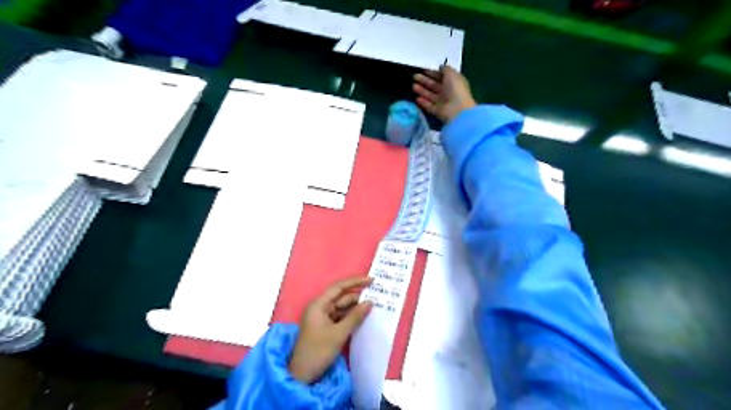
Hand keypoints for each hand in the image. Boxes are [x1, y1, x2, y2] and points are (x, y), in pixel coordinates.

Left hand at [290, 276, 372, 384]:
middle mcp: (319, 307)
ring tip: (373, 307)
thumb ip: (355, 317)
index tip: (371, 281)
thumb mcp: (339, 334)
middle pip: (341, 297)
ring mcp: (322, 317)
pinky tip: (363, 317)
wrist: (302, 375)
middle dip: (358, 297)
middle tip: (377, 296)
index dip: (355, 282)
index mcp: (318, 304)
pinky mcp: (325, 326)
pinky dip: (351, 317)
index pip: (338, 287)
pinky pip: (340, 316)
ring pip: (342, 307)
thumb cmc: (318, 351)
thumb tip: (370, 302)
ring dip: (355, 307)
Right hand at [413, 64, 477, 121]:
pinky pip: (429, 106)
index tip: (423, 70)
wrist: (457, 109)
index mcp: (453, 82)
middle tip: (414, 77)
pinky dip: (423, 102)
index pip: (442, 77)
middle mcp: (448, 92)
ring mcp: (443, 103)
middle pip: (434, 86)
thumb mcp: (451, 74)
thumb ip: (445, 69)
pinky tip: (417, 98)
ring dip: (422, 90)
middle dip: (425, 81)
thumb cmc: (456, 89)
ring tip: (413, 86)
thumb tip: (440, 67)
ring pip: (430, 95)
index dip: (433, 73)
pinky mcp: (438, 111)